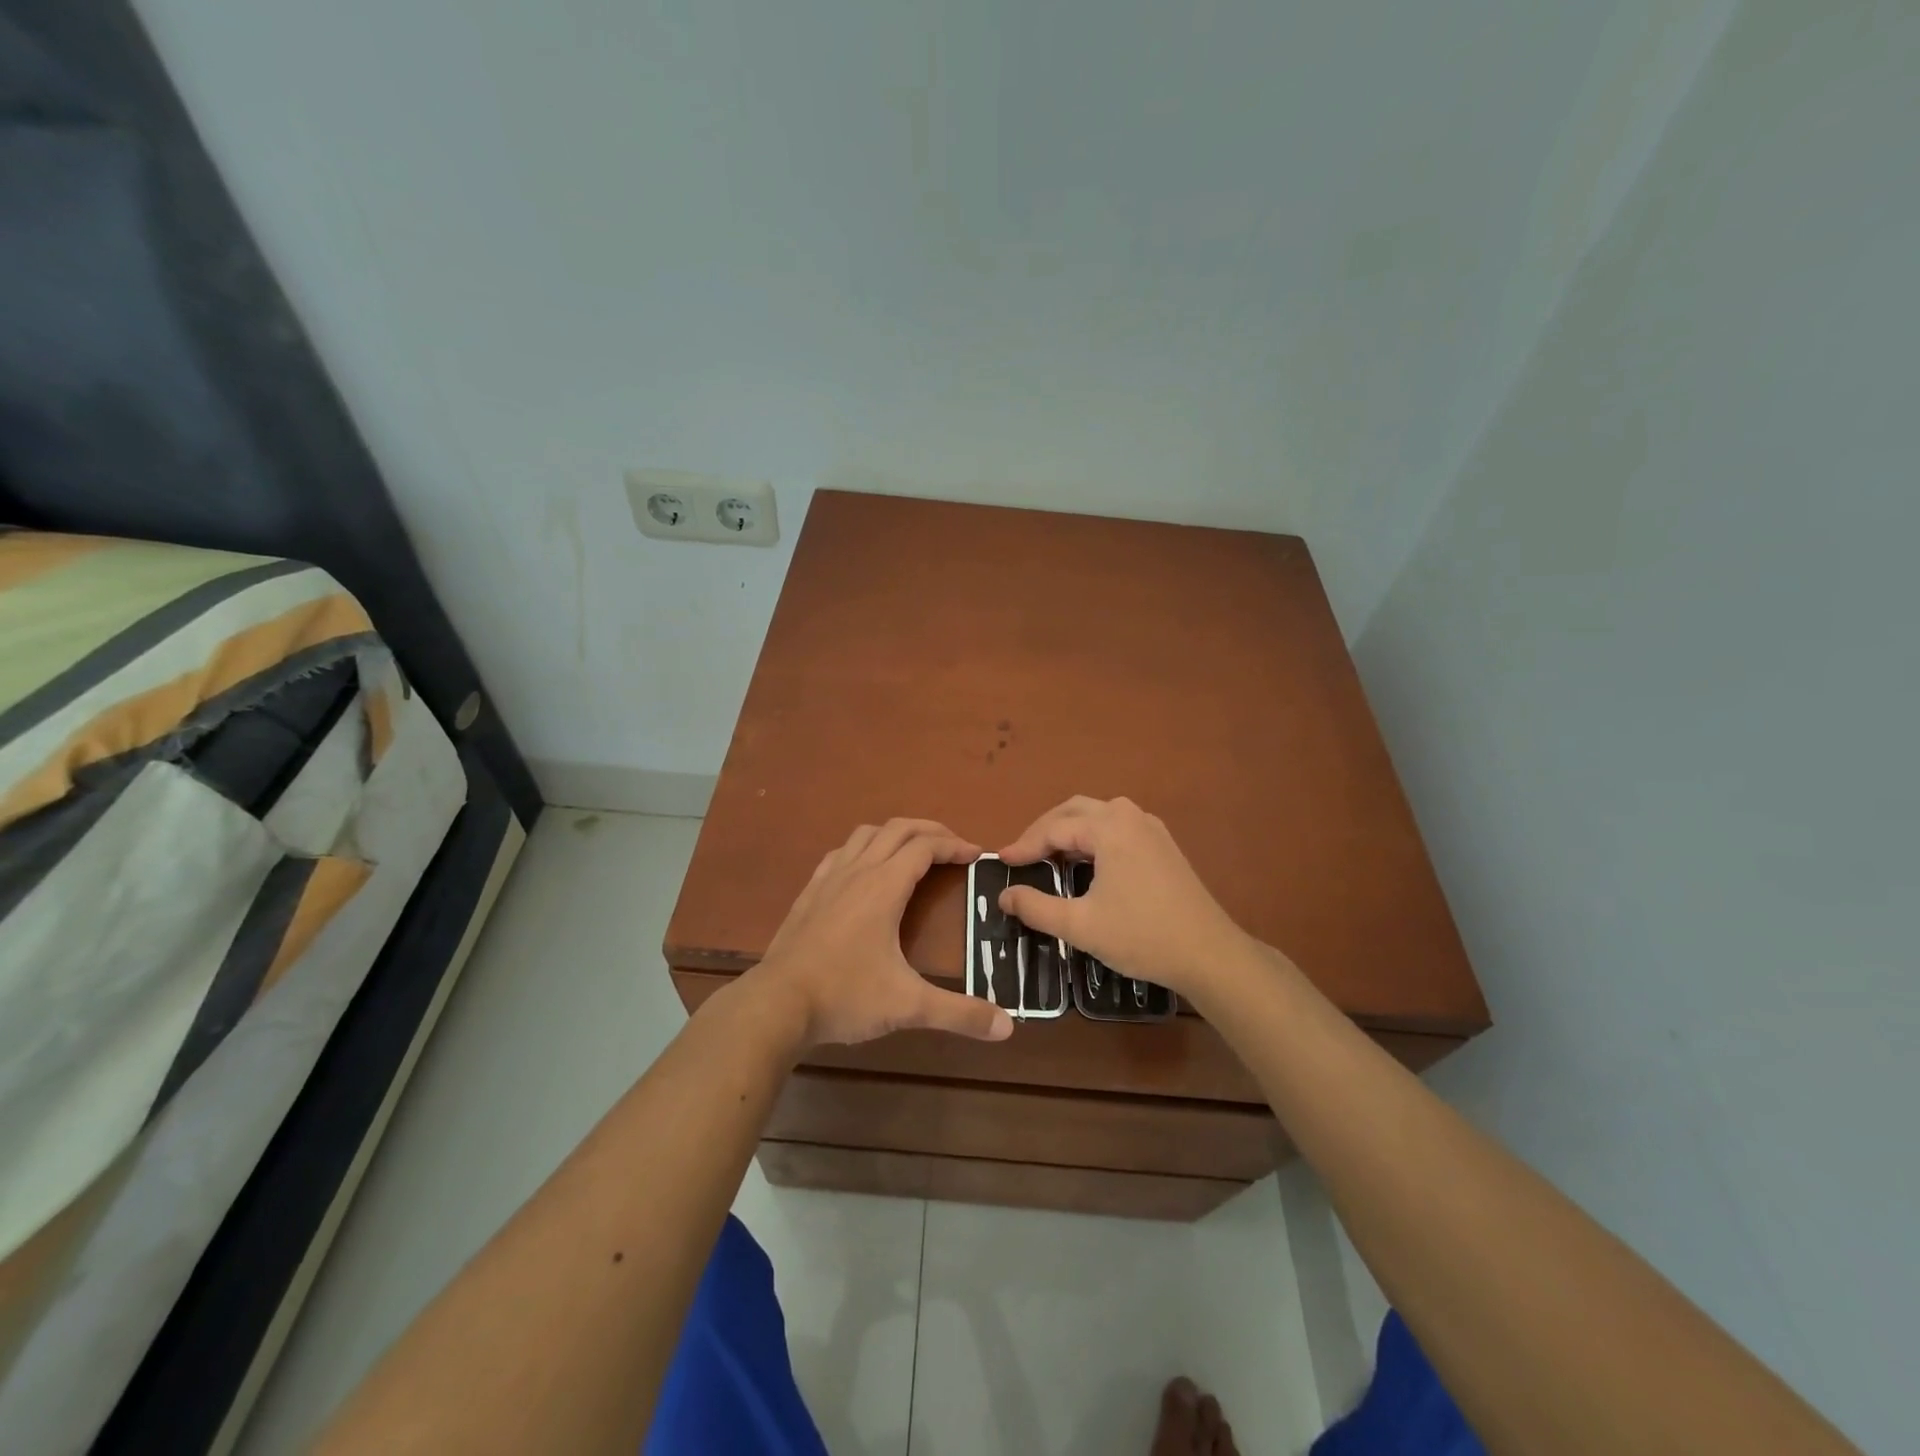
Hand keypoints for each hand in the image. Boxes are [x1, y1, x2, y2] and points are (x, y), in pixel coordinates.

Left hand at [746, 819, 1013, 1048]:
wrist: (776, 1005)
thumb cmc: (845, 997)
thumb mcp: (907, 1006)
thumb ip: (959, 1014)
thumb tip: (1007, 1027)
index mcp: (884, 887)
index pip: (925, 847)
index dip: (954, 845)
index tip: (977, 854)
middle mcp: (857, 872)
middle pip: (897, 829)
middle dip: (930, 830)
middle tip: (954, 846)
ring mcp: (829, 879)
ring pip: (866, 834)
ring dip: (895, 833)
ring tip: (914, 851)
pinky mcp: (809, 893)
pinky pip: (840, 853)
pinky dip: (862, 848)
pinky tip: (864, 869)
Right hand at [997, 796, 1249, 1004]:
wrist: (1209, 954)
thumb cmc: (1141, 936)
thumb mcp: (1080, 925)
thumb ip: (1036, 908)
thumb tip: (1005, 896)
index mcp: (1109, 827)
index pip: (1054, 828)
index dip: (1024, 846)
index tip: (1000, 862)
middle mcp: (1130, 816)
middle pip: (1075, 810)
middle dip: (1044, 830)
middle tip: (1021, 855)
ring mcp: (1151, 828)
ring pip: (1098, 816)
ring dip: (1068, 831)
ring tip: (1047, 857)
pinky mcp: (1163, 844)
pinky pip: (1117, 828)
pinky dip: (1092, 838)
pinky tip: (1085, 863)